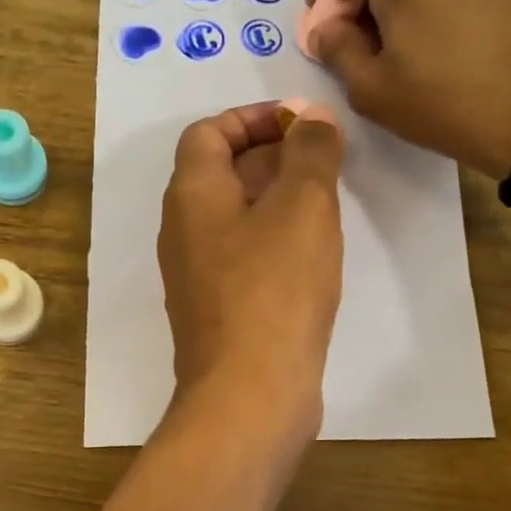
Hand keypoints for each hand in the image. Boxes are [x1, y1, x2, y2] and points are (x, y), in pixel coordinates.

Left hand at [158, 101, 343, 445]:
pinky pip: (242, 257)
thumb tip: (311, 118)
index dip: (252, 118)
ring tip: (327, 204)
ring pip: (234, 218)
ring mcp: (196, 275)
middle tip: (325, 162)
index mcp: (191, 195)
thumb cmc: (274, 289)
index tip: (301, 125)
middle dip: (272, 157)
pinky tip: (312, 257)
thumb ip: (310, 153)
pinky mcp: (217, 311)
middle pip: (220, 174)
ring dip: (277, 200)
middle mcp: (183, 231)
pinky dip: (273, 242)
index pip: (208, 133)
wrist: (248, 393)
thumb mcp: (302, 207)